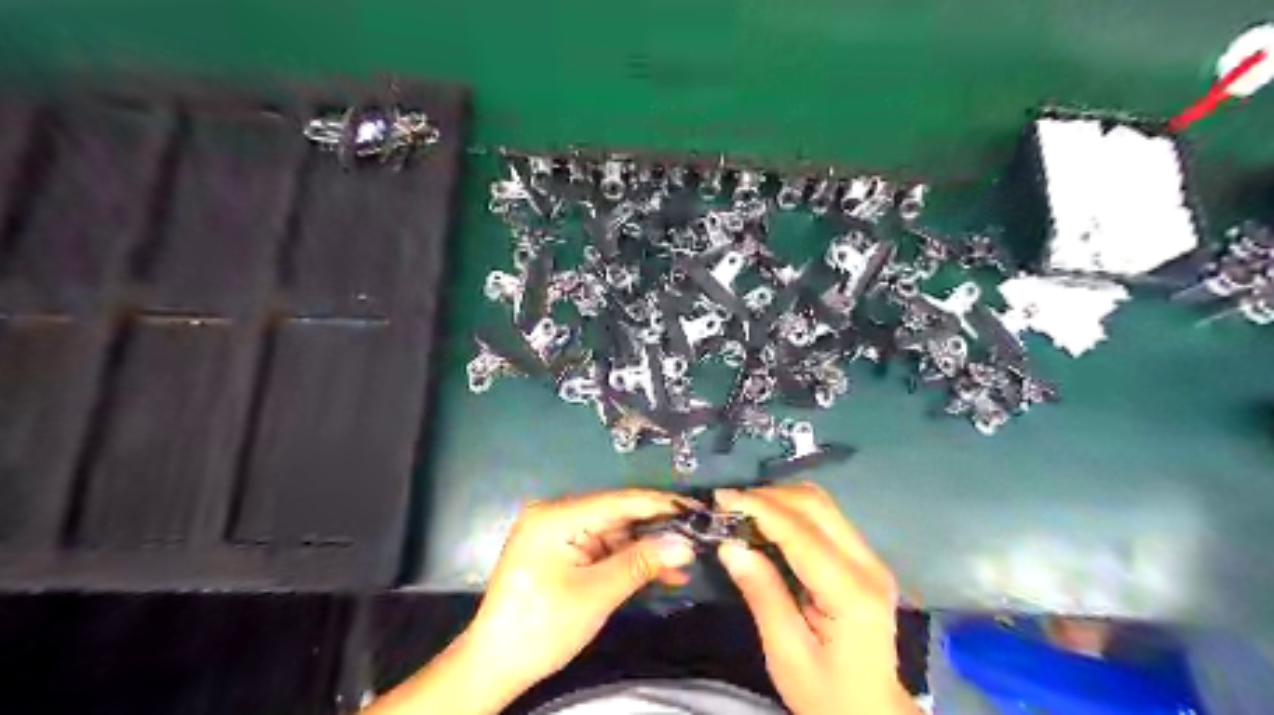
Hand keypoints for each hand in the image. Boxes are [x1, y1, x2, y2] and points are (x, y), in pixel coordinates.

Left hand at [461, 490, 695, 690]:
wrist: (496, 665)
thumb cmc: (542, 627)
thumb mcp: (596, 594)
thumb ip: (641, 562)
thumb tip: (686, 543)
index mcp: (558, 516)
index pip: (619, 501)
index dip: (661, 505)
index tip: (698, 510)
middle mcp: (557, 515)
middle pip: (618, 515)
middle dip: (657, 530)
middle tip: (699, 537)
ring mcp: (559, 533)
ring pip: (615, 534)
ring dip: (647, 549)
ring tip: (686, 562)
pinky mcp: (563, 551)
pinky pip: (603, 549)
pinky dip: (628, 561)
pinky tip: (661, 573)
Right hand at [714, 480, 916, 714]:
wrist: (872, 714)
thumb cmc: (826, 694)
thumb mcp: (786, 653)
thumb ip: (762, 594)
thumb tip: (730, 545)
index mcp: (851, 592)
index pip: (801, 532)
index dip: (759, 508)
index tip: (720, 499)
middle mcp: (867, 564)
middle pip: (816, 505)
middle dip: (767, 496)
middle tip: (726, 505)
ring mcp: (870, 558)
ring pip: (821, 504)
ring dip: (779, 499)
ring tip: (742, 511)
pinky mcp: (863, 559)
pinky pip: (824, 518)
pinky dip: (791, 511)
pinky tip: (766, 522)